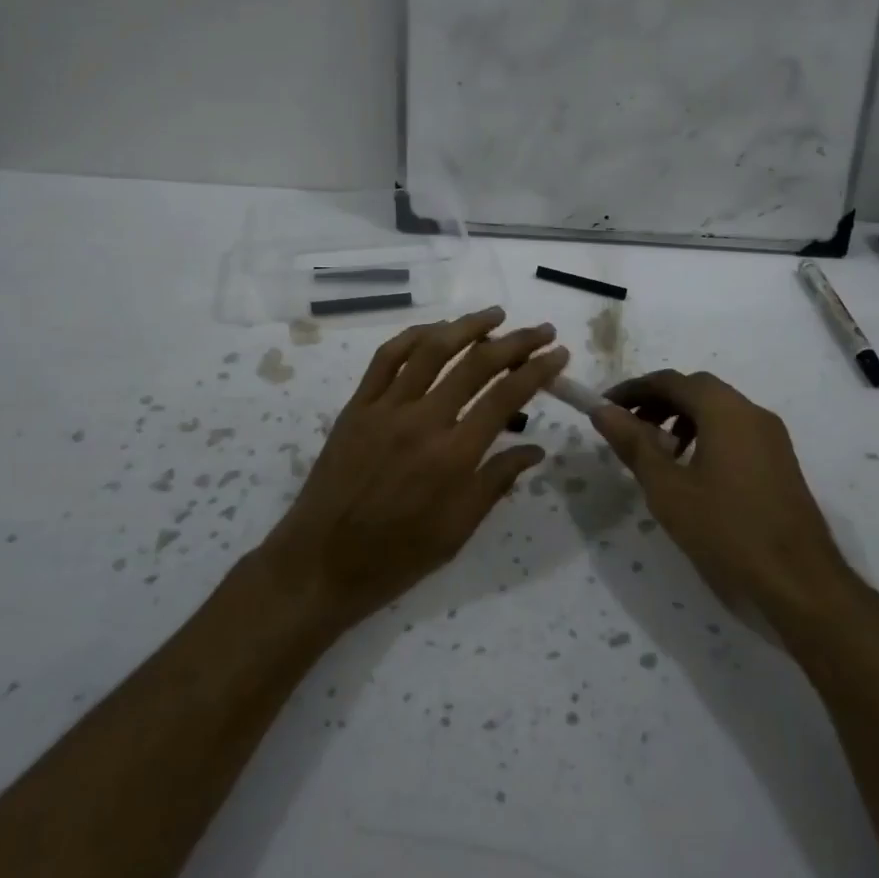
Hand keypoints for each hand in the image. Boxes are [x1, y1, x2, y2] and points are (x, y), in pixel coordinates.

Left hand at [260, 307, 568, 629]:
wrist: (320, 563)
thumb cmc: (396, 556)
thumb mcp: (457, 531)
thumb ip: (496, 482)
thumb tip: (535, 449)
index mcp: (453, 457)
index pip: (506, 398)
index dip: (537, 370)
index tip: (558, 353)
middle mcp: (422, 422)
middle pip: (476, 365)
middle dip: (515, 342)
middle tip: (540, 330)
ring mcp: (385, 409)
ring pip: (431, 350)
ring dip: (468, 326)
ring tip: (495, 314)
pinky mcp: (357, 406)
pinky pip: (386, 358)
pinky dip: (414, 337)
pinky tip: (436, 331)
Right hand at [591, 369, 856, 626]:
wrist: (801, 585)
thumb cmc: (726, 532)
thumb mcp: (668, 489)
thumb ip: (634, 444)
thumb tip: (602, 410)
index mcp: (725, 410)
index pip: (670, 381)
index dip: (633, 390)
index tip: (604, 408)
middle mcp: (752, 412)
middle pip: (696, 390)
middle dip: (658, 402)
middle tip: (627, 427)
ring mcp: (772, 437)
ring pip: (718, 410)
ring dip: (682, 419)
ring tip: (656, 452)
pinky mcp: (780, 462)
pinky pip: (735, 431)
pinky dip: (706, 435)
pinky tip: (692, 471)